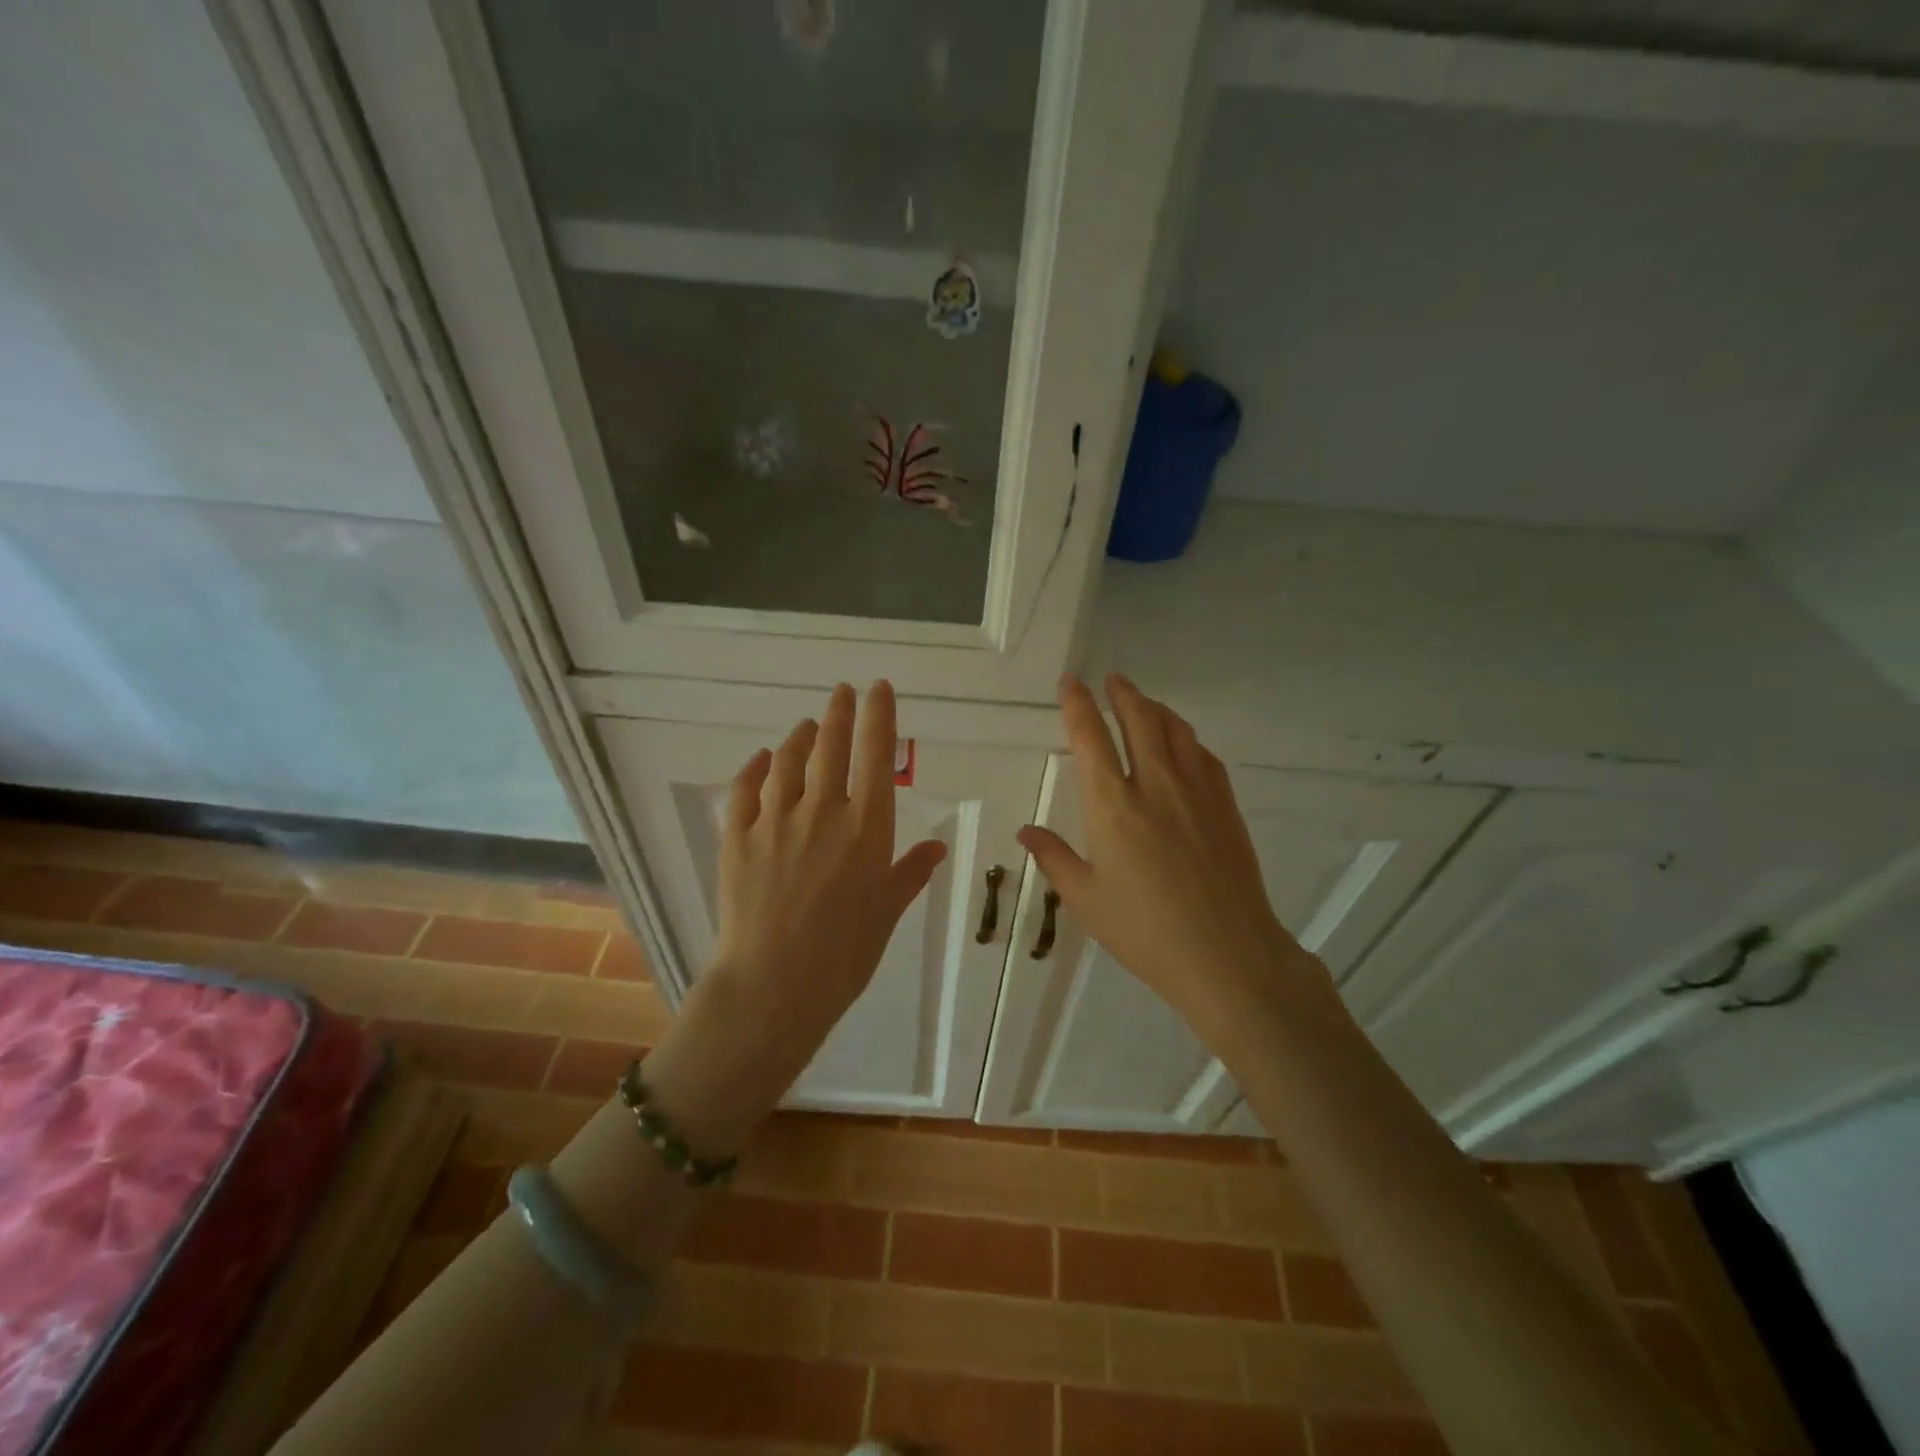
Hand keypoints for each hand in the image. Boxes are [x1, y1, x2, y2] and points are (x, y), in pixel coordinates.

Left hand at [644, 682, 946, 1151]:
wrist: (774, 986)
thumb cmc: (844, 955)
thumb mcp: (887, 912)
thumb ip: (910, 872)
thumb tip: (937, 847)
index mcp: (866, 828)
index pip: (876, 755)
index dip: (879, 715)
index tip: (878, 688)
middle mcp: (822, 812)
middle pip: (830, 745)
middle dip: (839, 712)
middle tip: (842, 691)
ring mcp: (775, 822)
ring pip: (787, 760)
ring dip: (799, 736)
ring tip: (806, 725)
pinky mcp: (737, 838)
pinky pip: (745, 790)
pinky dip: (755, 768)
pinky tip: (762, 760)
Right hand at [1017, 675, 1336, 1048]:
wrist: (1228, 955)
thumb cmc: (1145, 932)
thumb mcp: (1086, 900)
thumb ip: (1055, 858)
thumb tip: (1026, 830)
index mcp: (1112, 806)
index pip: (1091, 737)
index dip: (1077, 704)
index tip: (1070, 682)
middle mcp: (1155, 785)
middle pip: (1140, 720)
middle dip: (1123, 693)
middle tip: (1112, 679)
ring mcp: (1196, 792)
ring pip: (1176, 731)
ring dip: (1156, 709)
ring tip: (1144, 703)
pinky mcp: (1225, 807)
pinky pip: (1204, 756)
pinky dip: (1187, 739)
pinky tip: (1184, 745)